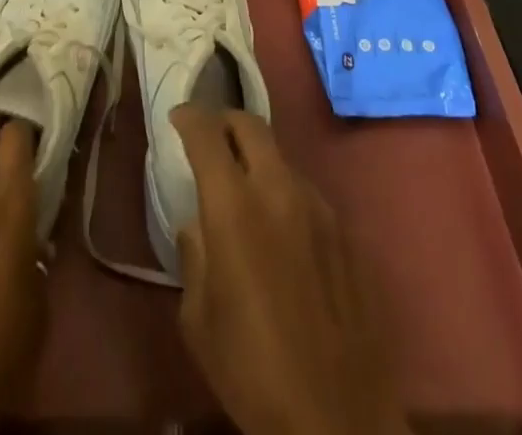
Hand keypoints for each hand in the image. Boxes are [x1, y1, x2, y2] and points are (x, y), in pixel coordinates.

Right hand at [171, 107, 408, 434]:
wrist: (336, 417)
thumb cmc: (252, 371)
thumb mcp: (199, 319)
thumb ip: (194, 255)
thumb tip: (198, 224)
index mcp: (234, 206)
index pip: (207, 134)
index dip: (189, 117)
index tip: (178, 117)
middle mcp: (278, 189)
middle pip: (251, 125)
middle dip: (225, 121)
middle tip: (210, 136)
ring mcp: (317, 205)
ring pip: (281, 157)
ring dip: (257, 161)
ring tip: (244, 192)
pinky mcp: (344, 228)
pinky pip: (305, 191)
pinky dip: (284, 193)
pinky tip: (280, 232)